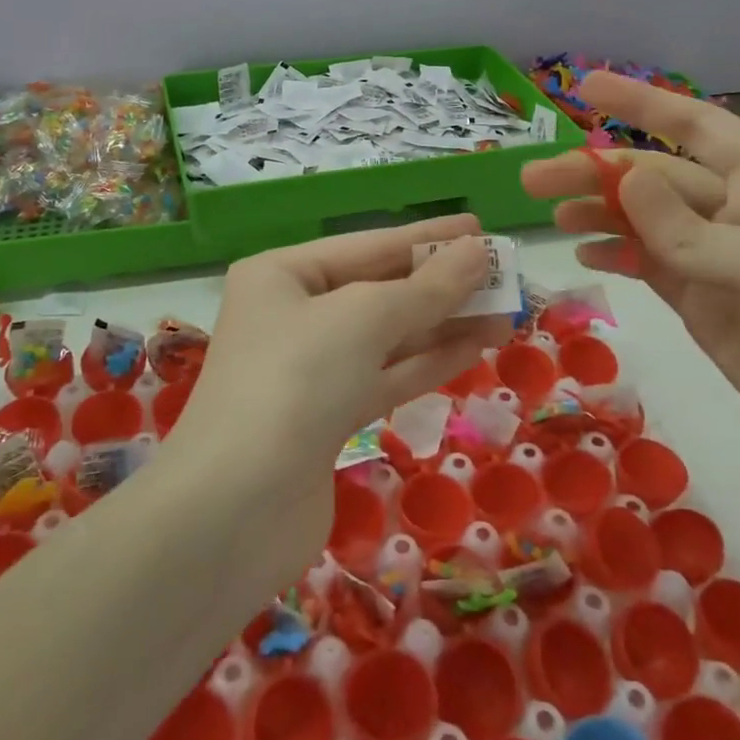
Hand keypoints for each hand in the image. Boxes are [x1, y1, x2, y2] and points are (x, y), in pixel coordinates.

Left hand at [167, 215, 509, 564]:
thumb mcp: (365, 318)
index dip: (428, 237)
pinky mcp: (326, 419)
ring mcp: (309, 370)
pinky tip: (474, 347)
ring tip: (504, 313)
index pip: (369, 245)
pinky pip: (385, 376)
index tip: (480, 229)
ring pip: (388, 337)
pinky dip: (428, 362)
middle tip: (504, 275)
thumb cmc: (296, 381)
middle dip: (441, 284)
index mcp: (282, 274)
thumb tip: (477, 253)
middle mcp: (292, 315)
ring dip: (444, 324)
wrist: (234, 510)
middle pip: (379, 290)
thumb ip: (427, 287)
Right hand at [522, 74, 739, 513]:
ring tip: (548, 213)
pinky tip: (584, 253)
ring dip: (598, 214)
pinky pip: (651, 269)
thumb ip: (690, 230)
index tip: (584, 87)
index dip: (640, 104)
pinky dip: (617, 257)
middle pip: (656, 180)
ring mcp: (721, 265)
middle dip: (596, 172)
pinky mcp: (708, 310)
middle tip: (532, 178)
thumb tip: (623, 176)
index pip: (697, 128)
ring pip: (645, 224)